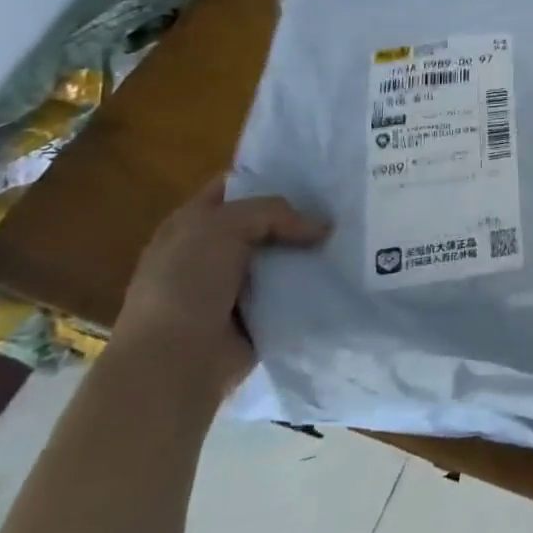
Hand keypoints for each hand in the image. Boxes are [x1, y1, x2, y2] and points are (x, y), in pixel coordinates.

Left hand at [111, 179, 327, 396]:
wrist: (174, 361)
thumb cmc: (185, 285)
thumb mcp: (223, 227)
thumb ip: (273, 213)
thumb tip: (321, 227)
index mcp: (192, 224)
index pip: (237, 185)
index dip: (271, 174)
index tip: (317, 171)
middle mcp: (214, 250)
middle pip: (268, 220)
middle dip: (303, 212)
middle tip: (347, 202)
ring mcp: (237, 283)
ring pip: (285, 254)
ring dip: (313, 249)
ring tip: (357, 233)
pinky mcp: (259, 312)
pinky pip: (294, 288)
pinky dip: (314, 281)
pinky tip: (347, 268)